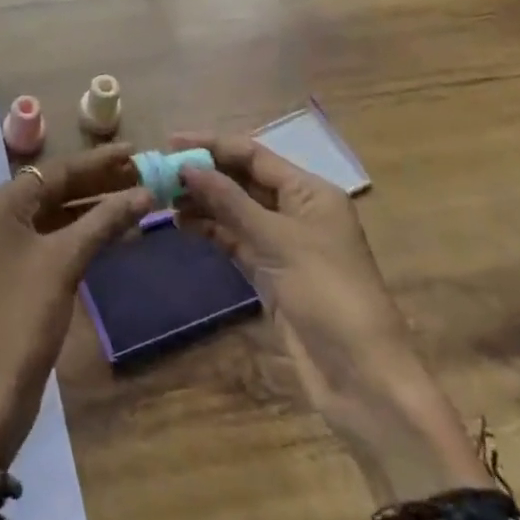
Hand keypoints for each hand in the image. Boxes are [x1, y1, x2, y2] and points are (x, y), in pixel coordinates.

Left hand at [0, 146, 151, 469]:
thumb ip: (104, 221)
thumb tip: (145, 191)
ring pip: (50, 215)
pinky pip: (46, 240)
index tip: (136, 150)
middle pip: (51, 190)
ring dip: (89, 208)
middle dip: (96, 183)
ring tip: (134, 197)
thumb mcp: (65, 262)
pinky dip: (76, 234)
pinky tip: (109, 231)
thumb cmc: (23, 316)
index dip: (98, 161)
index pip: (54, 171)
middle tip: (142, 172)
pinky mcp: (7, 273)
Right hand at [173, 132, 493, 504]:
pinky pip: (234, 240)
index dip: (211, 146)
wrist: (361, 377)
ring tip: (162, 198)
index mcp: (310, 192)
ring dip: (202, 202)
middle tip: (158, 172)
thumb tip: (187, 168)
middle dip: (203, 174)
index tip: (170, 142)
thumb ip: (230, 201)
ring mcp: (283, 243)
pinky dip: (210, 230)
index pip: (253, 155)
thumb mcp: (277, 241)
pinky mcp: (270, 273)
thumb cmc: (327, 294)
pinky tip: (182, 225)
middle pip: (243, 179)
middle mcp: (297, 210)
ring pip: (235, 210)